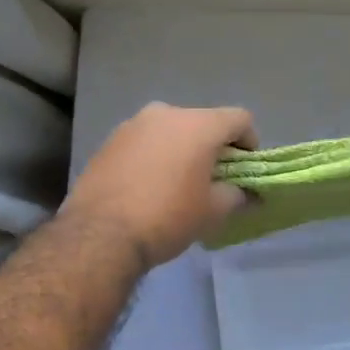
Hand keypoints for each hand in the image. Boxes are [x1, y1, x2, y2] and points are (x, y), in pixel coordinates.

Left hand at [60, 103, 255, 268]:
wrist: (99, 235)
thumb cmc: (168, 218)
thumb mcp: (213, 212)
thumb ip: (237, 195)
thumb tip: (247, 193)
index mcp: (199, 124)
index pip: (240, 118)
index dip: (250, 142)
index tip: (245, 169)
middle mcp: (166, 113)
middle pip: (203, 122)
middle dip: (213, 146)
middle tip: (212, 179)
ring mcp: (133, 124)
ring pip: (170, 130)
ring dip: (181, 149)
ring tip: (177, 183)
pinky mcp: (109, 140)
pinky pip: (144, 141)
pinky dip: (154, 156)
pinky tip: (148, 186)